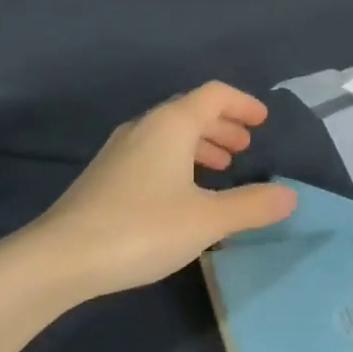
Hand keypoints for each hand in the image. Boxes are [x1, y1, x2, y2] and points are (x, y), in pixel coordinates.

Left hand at [31, 82, 296, 299]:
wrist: (62, 257)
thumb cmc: (142, 228)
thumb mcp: (207, 220)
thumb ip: (251, 205)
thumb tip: (290, 195)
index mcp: (171, 124)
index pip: (214, 95)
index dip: (242, 103)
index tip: (262, 121)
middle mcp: (144, 127)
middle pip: (191, 111)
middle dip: (222, 125)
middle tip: (245, 147)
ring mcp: (120, 150)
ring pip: (169, 133)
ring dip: (200, 143)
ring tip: (222, 167)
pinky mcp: (106, 175)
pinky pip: (153, 152)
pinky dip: (179, 160)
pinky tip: (184, 192)